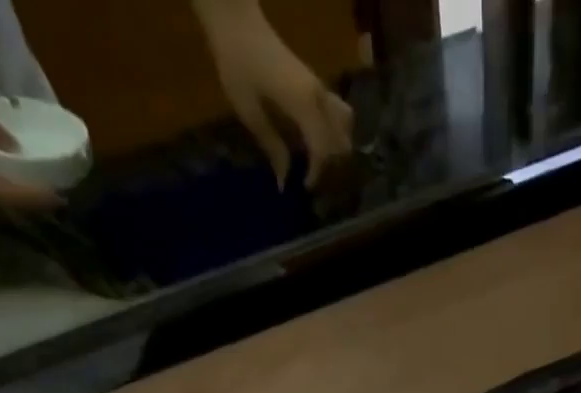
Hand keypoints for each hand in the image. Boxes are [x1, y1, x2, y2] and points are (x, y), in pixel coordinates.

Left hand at [194, 0, 353, 186]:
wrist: (235, 19)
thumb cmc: (237, 62)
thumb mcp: (248, 109)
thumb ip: (271, 146)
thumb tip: (284, 180)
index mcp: (303, 104)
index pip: (322, 149)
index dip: (316, 173)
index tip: (304, 186)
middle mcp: (319, 97)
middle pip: (341, 139)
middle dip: (330, 161)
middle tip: (311, 172)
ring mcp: (319, 87)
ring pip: (345, 123)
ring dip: (337, 143)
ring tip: (319, 156)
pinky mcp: (315, 82)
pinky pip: (336, 111)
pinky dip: (333, 129)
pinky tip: (316, 137)